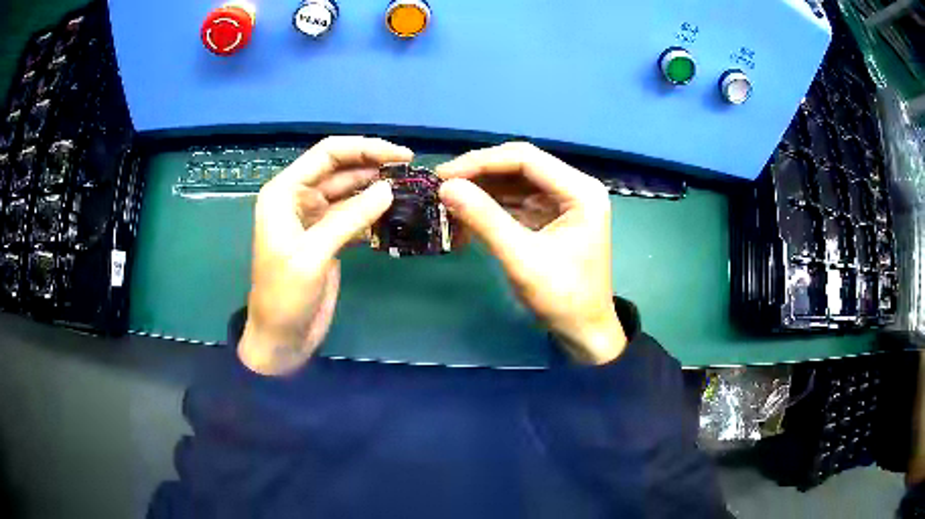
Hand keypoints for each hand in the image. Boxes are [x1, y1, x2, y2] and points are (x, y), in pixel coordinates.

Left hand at [240, 136, 412, 374]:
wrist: (281, 338)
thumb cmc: (285, 296)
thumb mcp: (313, 255)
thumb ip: (349, 219)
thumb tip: (388, 189)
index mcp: (284, 192)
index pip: (327, 154)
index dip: (365, 148)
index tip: (402, 155)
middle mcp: (298, 197)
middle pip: (340, 168)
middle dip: (374, 165)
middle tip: (413, 172)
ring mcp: (313, 217)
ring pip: (349, 190)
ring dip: (376, 187)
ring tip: (410, 188)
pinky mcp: (327, 237)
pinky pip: (353, 214)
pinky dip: (373, 212)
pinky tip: (396, 213)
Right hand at [437, 142, 626, 364]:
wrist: (584, 332)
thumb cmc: (562, 298)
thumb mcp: (521, 259)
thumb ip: (485, 219)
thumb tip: (445, 187)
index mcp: (580, 190)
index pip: (525, 159)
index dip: (482, 161)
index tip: (444, 175)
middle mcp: (574, 187)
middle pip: (520, 166)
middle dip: (480, 173)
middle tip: (442, 184)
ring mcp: (563, 201)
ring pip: (515, 182)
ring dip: (483, 189)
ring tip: (448, 199)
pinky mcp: (552, 217)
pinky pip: (517, 201)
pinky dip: (491, 207)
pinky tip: (466, 214)